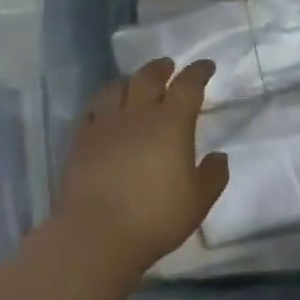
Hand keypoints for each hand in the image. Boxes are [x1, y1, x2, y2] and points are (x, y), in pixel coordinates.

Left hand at [52, 59, 229, 273]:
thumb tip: (219, 157)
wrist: (97, 233)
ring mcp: (104, 126)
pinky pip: (92, 110)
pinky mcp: (81, 141)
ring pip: (116, 88)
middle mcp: (137, 115)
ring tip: (134, 83)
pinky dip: (103, 103)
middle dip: (161, 68)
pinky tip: (105, 111)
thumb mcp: (198, 201)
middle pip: (148, 78)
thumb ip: (212, 176)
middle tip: (168, 66)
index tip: (206, 66)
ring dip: (129, 81)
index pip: (188, 86)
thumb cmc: (155, 217)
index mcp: (171, 124)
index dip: (198, 72)